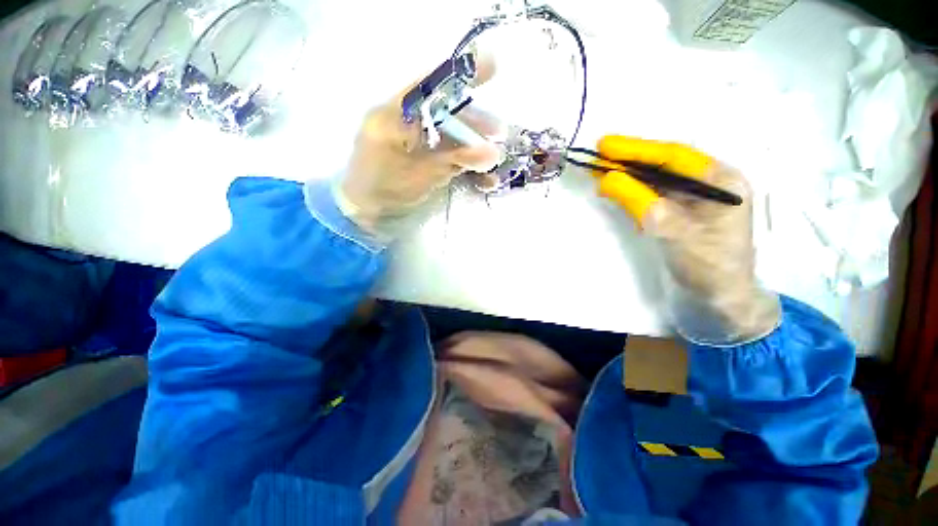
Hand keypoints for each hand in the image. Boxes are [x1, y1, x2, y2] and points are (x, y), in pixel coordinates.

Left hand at [336, 65, 503, 240]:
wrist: (367, 212)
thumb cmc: (385, 189)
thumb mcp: (420, 174)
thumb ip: (455, 161)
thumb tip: (493, 154)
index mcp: (393, 114)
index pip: (429, 85)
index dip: (459, 74)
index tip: (491, 65)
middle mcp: (403, 121)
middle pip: (443, 111)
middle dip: (473, 121)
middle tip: (498, 131)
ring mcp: (413, 141)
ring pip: (448, 134)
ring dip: (472, 145)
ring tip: (493, 159)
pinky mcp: (420, 158)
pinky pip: (446, 155)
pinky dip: (464, 164)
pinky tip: (481, 178)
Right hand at [596, 136, 780, 343]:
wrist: (717, 301)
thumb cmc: (706, 266)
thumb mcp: (673, 231)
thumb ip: (641, 202)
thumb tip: (607, 178)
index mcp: (720, 181)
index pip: (673, 156)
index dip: (637, 149)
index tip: (605, 145)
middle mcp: (707, 185)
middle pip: (663, 166)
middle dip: (628, 161)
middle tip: (596, 157)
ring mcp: (692, 202)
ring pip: (655, 182)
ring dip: (626, 177)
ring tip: (599, 172)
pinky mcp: (678, 216)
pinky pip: (652, 198)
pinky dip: (631, 194)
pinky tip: (615, 192)